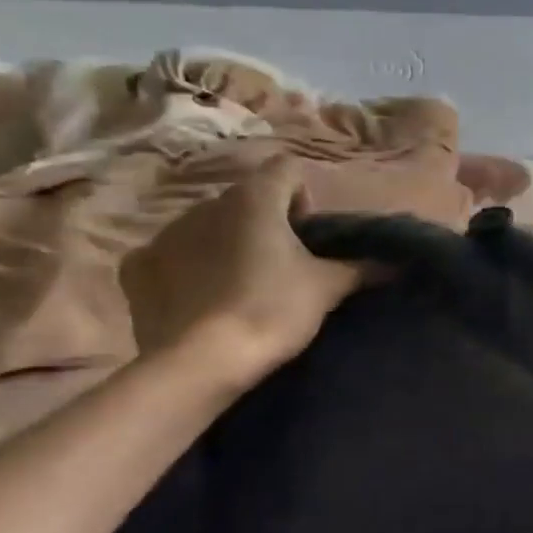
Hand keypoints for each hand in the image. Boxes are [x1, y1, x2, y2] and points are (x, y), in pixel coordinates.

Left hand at [121, 157, 360, 389]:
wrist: (202, 364)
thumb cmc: (273, 310)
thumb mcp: (328, 288)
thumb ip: (360, 267)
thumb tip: (395, 263)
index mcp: (255, 198)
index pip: (287, 169)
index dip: (304, 198)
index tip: (309, 237)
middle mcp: (206, 204)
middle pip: (246, 198)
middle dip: (264, 223)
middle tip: (282, 266)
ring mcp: (165, 233)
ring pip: (207, 224)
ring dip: (226, 242)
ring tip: (240, 285)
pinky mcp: (137, 268)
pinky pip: (169, 253)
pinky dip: (185, 266)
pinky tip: (198, 296)